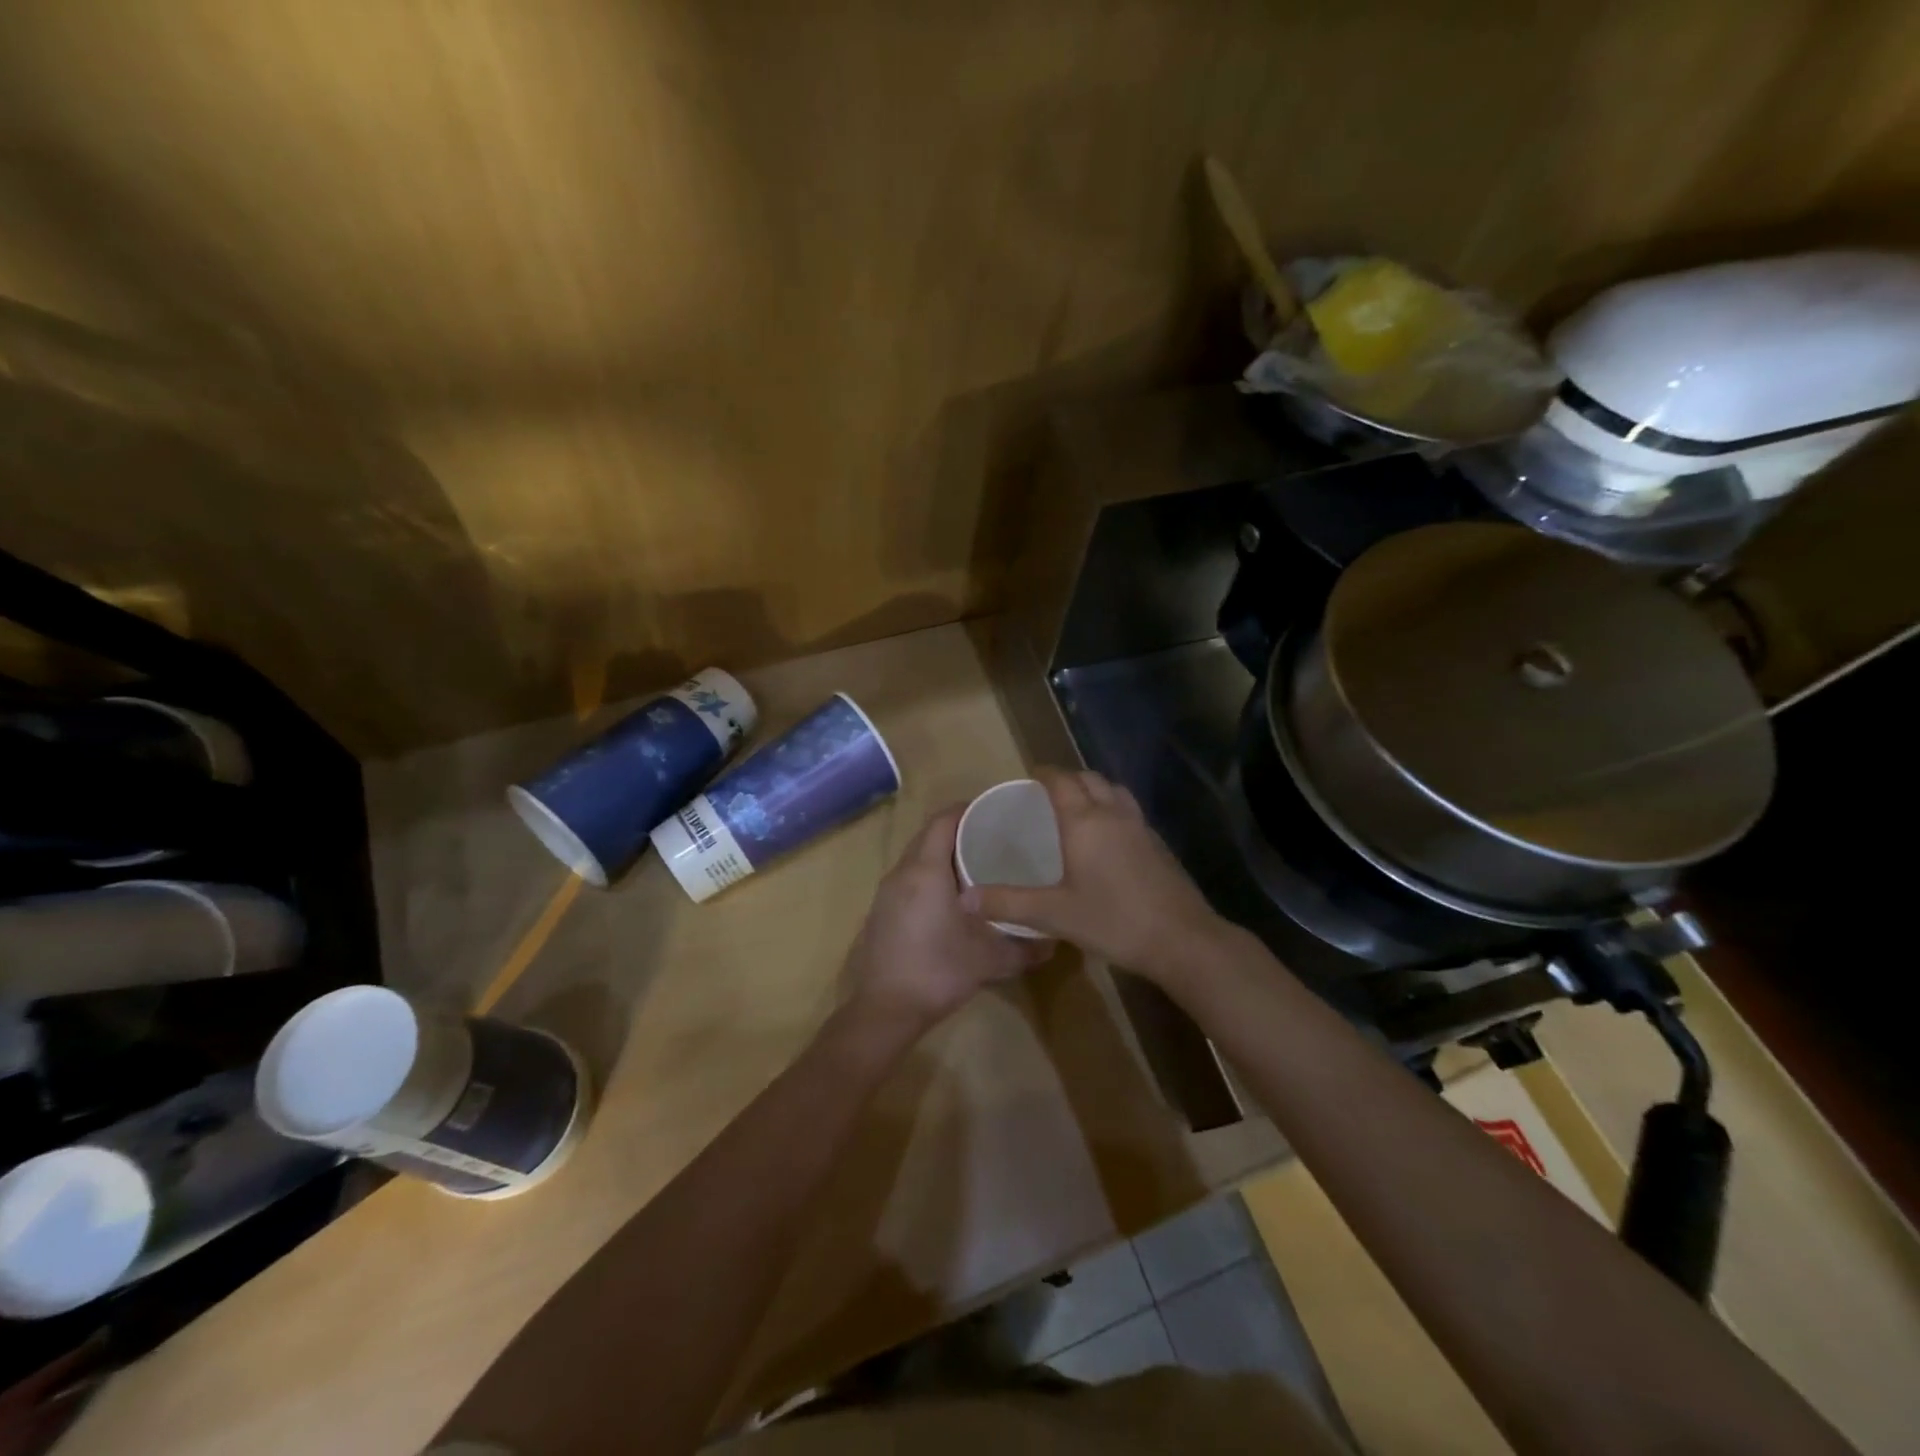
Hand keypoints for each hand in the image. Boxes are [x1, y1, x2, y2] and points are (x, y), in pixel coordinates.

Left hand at [842, 805, 1051, 1033]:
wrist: (885, 1010)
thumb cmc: (938, 972)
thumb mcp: (990, 960)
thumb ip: (1026, 948)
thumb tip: (1055, 941)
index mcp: (926, 870)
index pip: (943, 820)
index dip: (967, 810)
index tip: (995, 813)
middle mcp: (902, 872)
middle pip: (928, 835)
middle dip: (957, 830)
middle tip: (992, 838)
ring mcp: (886, 892)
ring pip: (916, 857)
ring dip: (941, 854)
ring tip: (975, 865)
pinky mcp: (880, 912)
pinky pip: (907, 878)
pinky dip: (928, 875)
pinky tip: (950, 897)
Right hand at [958, 767, 1225, 982]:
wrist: (1183, 940)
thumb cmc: (1114, 920)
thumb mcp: (1054, 914)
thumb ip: (1008, 903)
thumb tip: (965, 897)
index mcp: (1085, 821)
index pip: (1061, 781)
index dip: (1044, 774)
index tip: (1029, 775)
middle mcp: (1113, 815)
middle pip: (1090, 779)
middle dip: (1068, 778)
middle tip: (1048, 792)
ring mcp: (1141, 828)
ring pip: (1115, 791)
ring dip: (1095, 789)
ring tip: (1078, 806)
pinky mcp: (1158, 845)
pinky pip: (1130, 811)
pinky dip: (1113, 809)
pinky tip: (1107, 837)